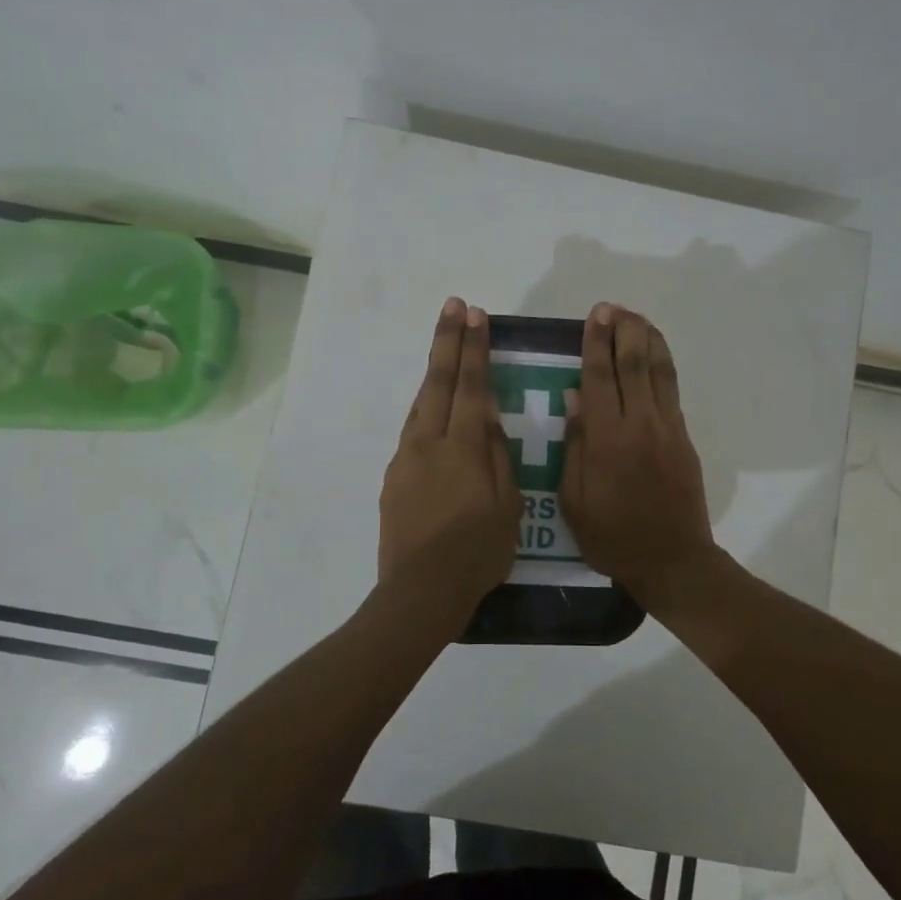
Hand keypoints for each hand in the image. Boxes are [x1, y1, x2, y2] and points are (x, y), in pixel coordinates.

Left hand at [376, 297, 521, 638]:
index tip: (475, 315)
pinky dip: (425, 410)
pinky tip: (434, 413)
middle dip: (448, 341)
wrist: (420, 592)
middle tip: (454, 307)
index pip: (470, 385)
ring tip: (445, 348)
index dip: (473, 348)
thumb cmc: (477, 552)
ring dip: (434, 372)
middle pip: (437, 382)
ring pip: (421, 404)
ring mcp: (406, 459)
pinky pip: (413, 432)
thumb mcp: (507, 505)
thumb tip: (487, 412)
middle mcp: (428, 443)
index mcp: (461, 447)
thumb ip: (496, 454)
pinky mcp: (394, 478)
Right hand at [560, 304, 715, 600]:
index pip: (599, 377)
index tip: (594, 316)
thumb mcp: (575, 501)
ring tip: (636, 318)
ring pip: (659, 371)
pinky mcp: (684, 438)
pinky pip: (672, 390)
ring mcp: (667, 428)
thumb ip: (575, 446)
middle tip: (613, 308)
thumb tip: (574, 398)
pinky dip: (664, 364)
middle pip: (633, 364)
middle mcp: (640, 424)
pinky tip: (655, 353)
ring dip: (648, 339)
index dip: (596, 343)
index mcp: (607, 439)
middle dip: (623, 331)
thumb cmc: (613, 537)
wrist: (673, 560)